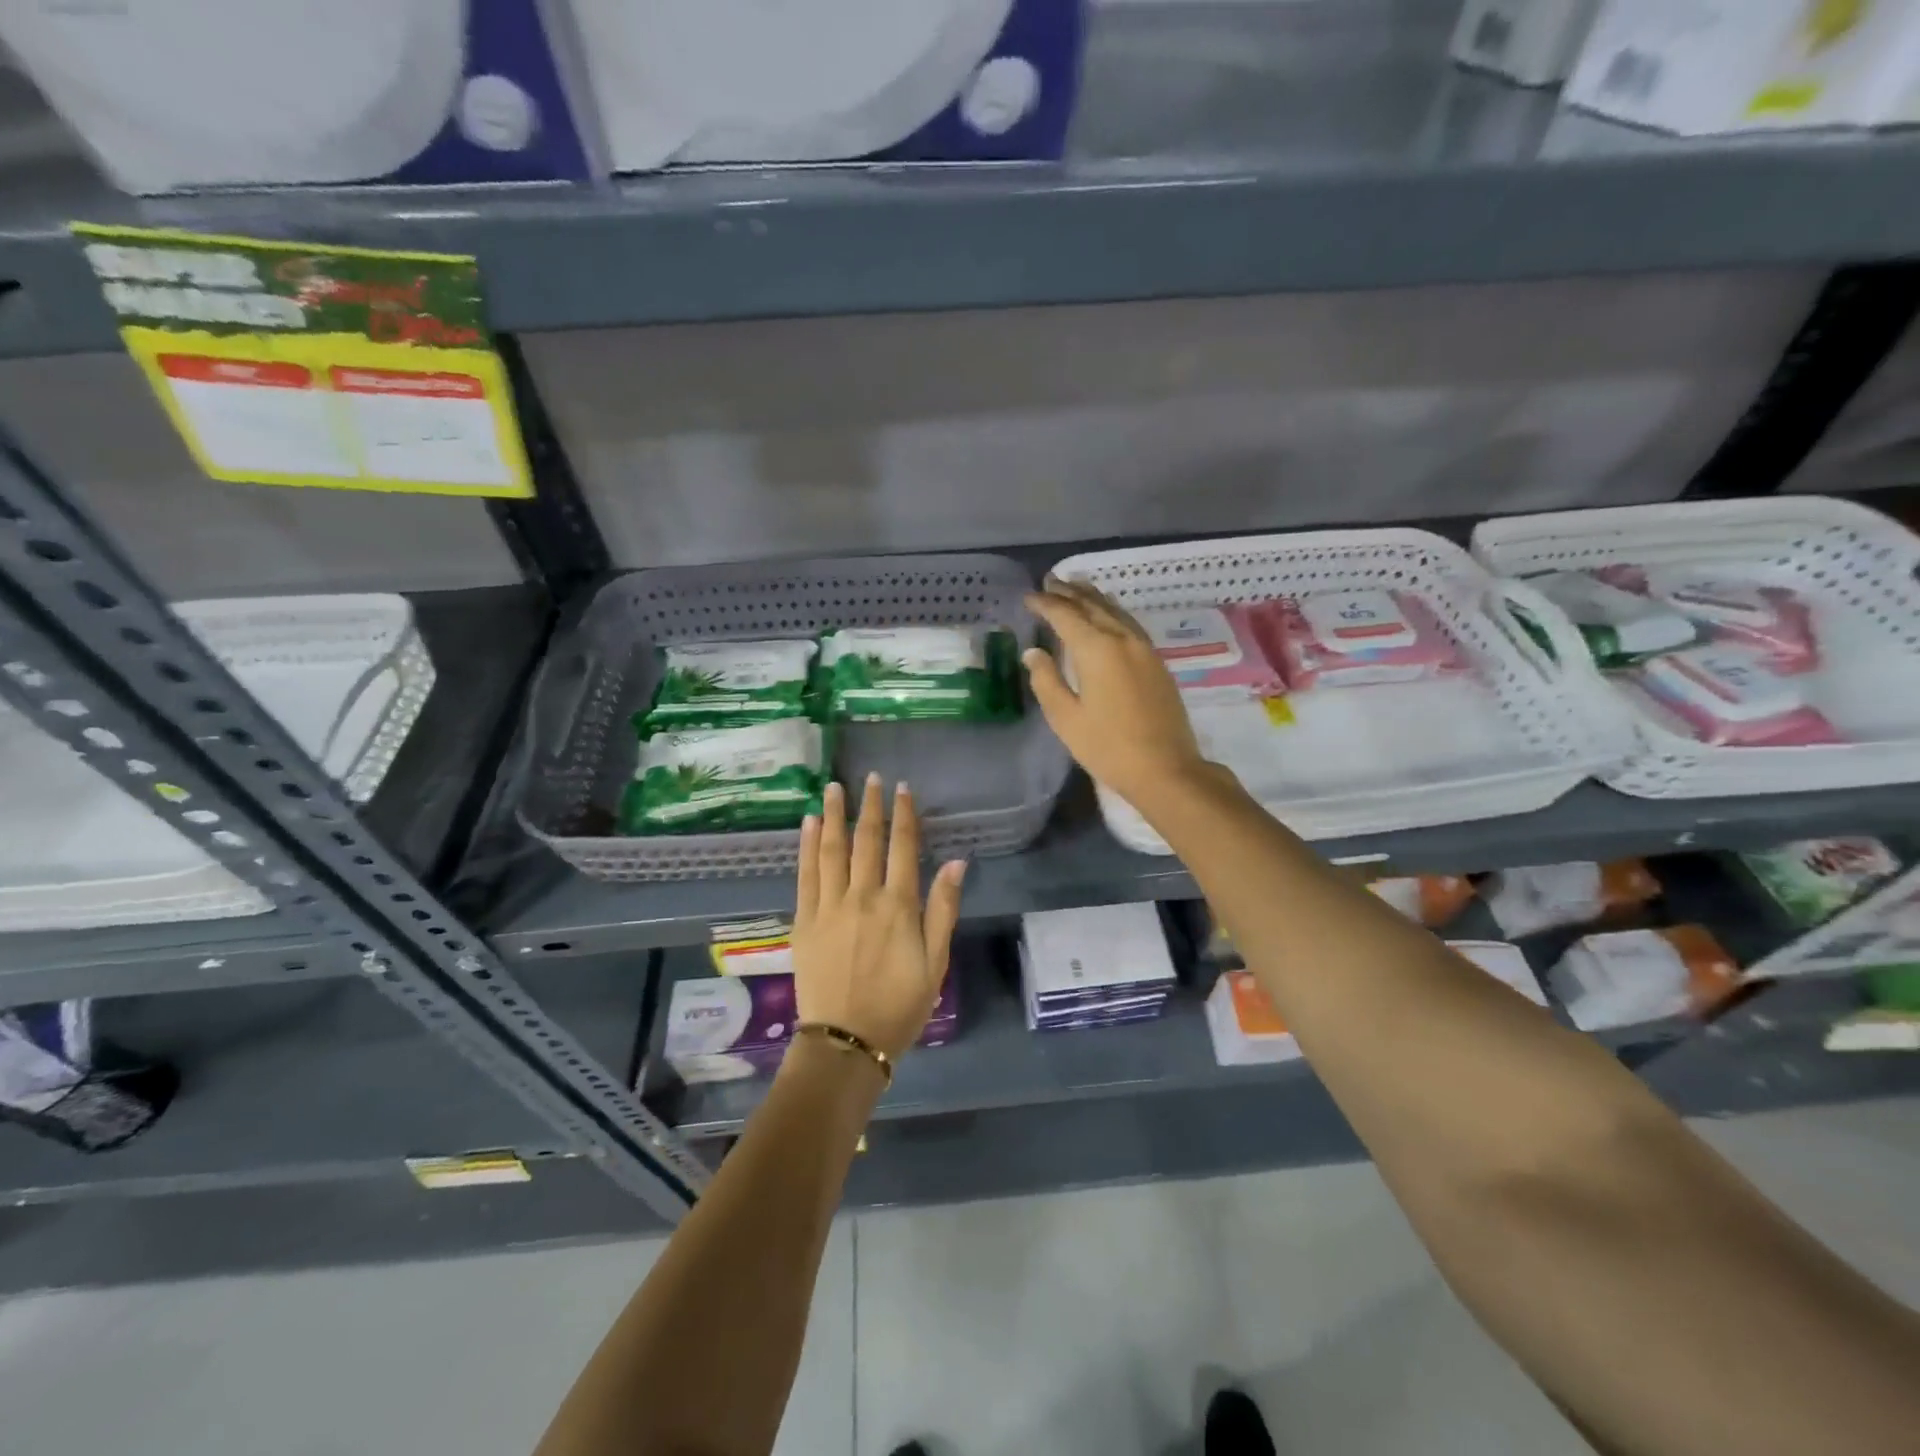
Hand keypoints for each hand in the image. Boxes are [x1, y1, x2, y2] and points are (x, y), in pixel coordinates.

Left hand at [791, 774, 966, 1061]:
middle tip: (870, 778)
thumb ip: (943, 909)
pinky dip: (807, 846)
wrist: (846, 1043)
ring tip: (833, 787)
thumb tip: (956, 861)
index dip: (904, 814)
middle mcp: (863, 896)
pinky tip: (809, 824)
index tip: (903, 788)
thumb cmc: (899, 1006)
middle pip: (866, 840)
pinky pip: (805, 874)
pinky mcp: (804, 921)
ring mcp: (829, 906)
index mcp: (898, 906)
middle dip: (870, 806)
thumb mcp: (936, 963)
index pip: (903, 847)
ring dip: (834, 815)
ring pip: (832, 850)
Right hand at [1022, 578, 1220, 813]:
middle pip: (1092, 605)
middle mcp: (1122, 639)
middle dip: (1069, 592)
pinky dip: (1112, 611)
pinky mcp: (1156, 661)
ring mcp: (1144, 648)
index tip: (1029, 597)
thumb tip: (1034, 653)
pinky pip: (1129, 623)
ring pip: (1115, 611)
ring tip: (1075, 587)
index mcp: (1096, 649)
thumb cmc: (1108, 747)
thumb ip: (1047, 680)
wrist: (1165, 768)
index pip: (1065, 616)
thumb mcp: (1066, 718)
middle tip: (1050, 582)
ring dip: (1093, 597)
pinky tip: (1108, 613)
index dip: (1045, 604)